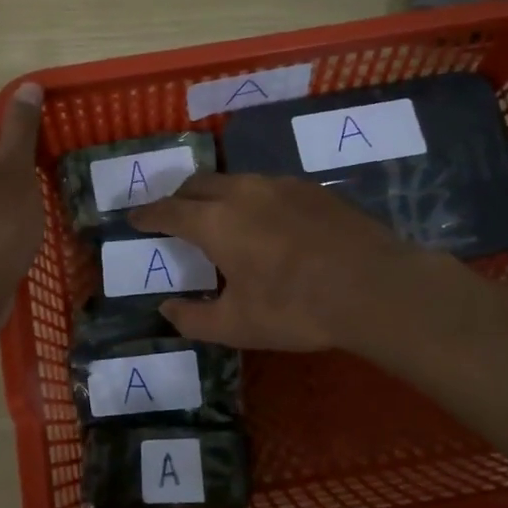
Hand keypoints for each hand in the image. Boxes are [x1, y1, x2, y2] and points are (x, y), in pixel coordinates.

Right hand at [128, 172, 430, 350]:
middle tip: (172, 215)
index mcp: (214, 222)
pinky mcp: (311, 189)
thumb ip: (193, 319)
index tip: (134, 218)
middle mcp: (242, 192)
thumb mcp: (236, 326)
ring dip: (215, 194)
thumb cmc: (295, 308)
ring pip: (234, 180)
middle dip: (178, 198)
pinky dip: (250, 198)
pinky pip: (267, 186)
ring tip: (217, 215)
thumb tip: (167, 309)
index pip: (168, 211)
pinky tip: (265, 220)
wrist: (373, 286)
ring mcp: (280, 185)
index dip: (147, 215)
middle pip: (197, 184)